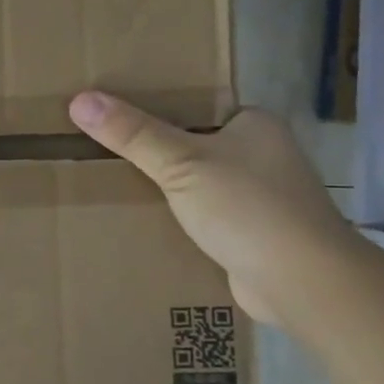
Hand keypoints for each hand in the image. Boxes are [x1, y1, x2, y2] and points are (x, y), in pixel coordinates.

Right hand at [68, 91, 359, 324]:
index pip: (196, 105)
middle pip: (192, 144)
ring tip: (108, 183)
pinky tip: (141, 221)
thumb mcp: (181, 163)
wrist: (303, 283)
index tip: (111, 112)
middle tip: (98, 148)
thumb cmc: (247, 208)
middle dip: (152, 151)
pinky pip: (201, 216)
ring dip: (163, 188)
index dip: (154, 106)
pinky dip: (176, 219)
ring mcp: (259, 197)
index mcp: (254, 124)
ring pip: (196, 183)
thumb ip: (132, 133)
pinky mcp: (251, 234)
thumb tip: (80, 99)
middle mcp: (262, 155)